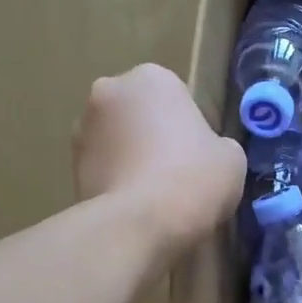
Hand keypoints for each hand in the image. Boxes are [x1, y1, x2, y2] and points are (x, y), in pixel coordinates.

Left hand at [73, 64, 243, 259]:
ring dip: (132, 158)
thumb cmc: (193, 179)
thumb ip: (217, 144)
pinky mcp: (70, 165)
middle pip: (141, 114)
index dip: (192, 128)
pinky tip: (136, 207)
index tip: (201, 157)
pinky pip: (104, 168)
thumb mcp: (231, 158)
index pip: (178, 98)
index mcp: (152, 78)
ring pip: (118, 140)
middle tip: (177, 173)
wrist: (139, 224)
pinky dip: (117, 181)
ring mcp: (82, 128)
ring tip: (154, 196)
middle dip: (154, 137)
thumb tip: (204, 152)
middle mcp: (109, 91)